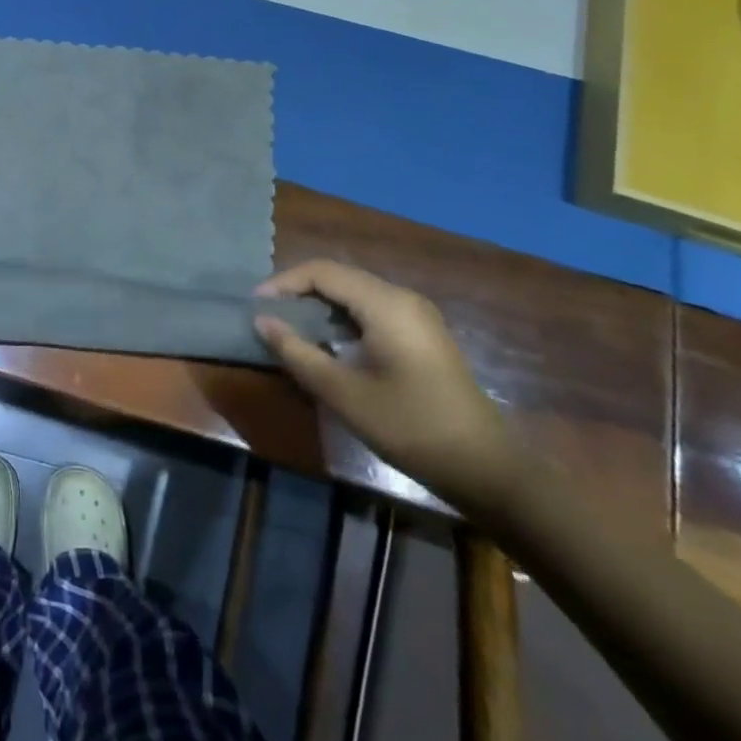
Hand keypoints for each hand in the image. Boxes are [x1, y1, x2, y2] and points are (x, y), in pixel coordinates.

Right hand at [254, 261, 526, 516]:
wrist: (486, 468)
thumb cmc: (410, 427)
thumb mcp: (344, 394)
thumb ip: (298, 353)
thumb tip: (262, 321)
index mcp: (385, 304)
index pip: (322, 272)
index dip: (284, 283)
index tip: (255, 306)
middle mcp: (401, 298)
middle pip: (338, 277)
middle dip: (298, 291)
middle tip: (267, 315)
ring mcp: (415, 315)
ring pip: (354, 293)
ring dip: (318, 304)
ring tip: (288, 327)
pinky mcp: (420, 334)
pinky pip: (370, 309)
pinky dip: (340, 317)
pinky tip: (325, 342)